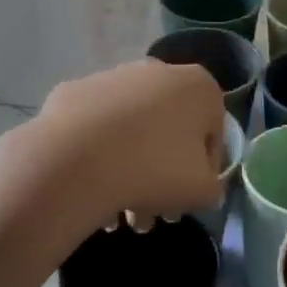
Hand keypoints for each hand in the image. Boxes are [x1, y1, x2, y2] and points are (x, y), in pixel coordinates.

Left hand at [30, 59, 226, 231]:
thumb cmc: (155, 169)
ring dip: (130, 170)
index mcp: (198, 86)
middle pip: (168, 130)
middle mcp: (158, 70)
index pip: (212, 133)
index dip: (204, 171)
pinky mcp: (74, 91)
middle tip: (150, 215)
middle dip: (162, 174)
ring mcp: (112, 77)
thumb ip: (213, 186)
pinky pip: (96, 127)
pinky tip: (91, 188)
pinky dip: (97, 153)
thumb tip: (201, 185)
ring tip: (117, 216)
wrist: (77, 159)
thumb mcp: (202, 191)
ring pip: (131, 130)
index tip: (188, 199)